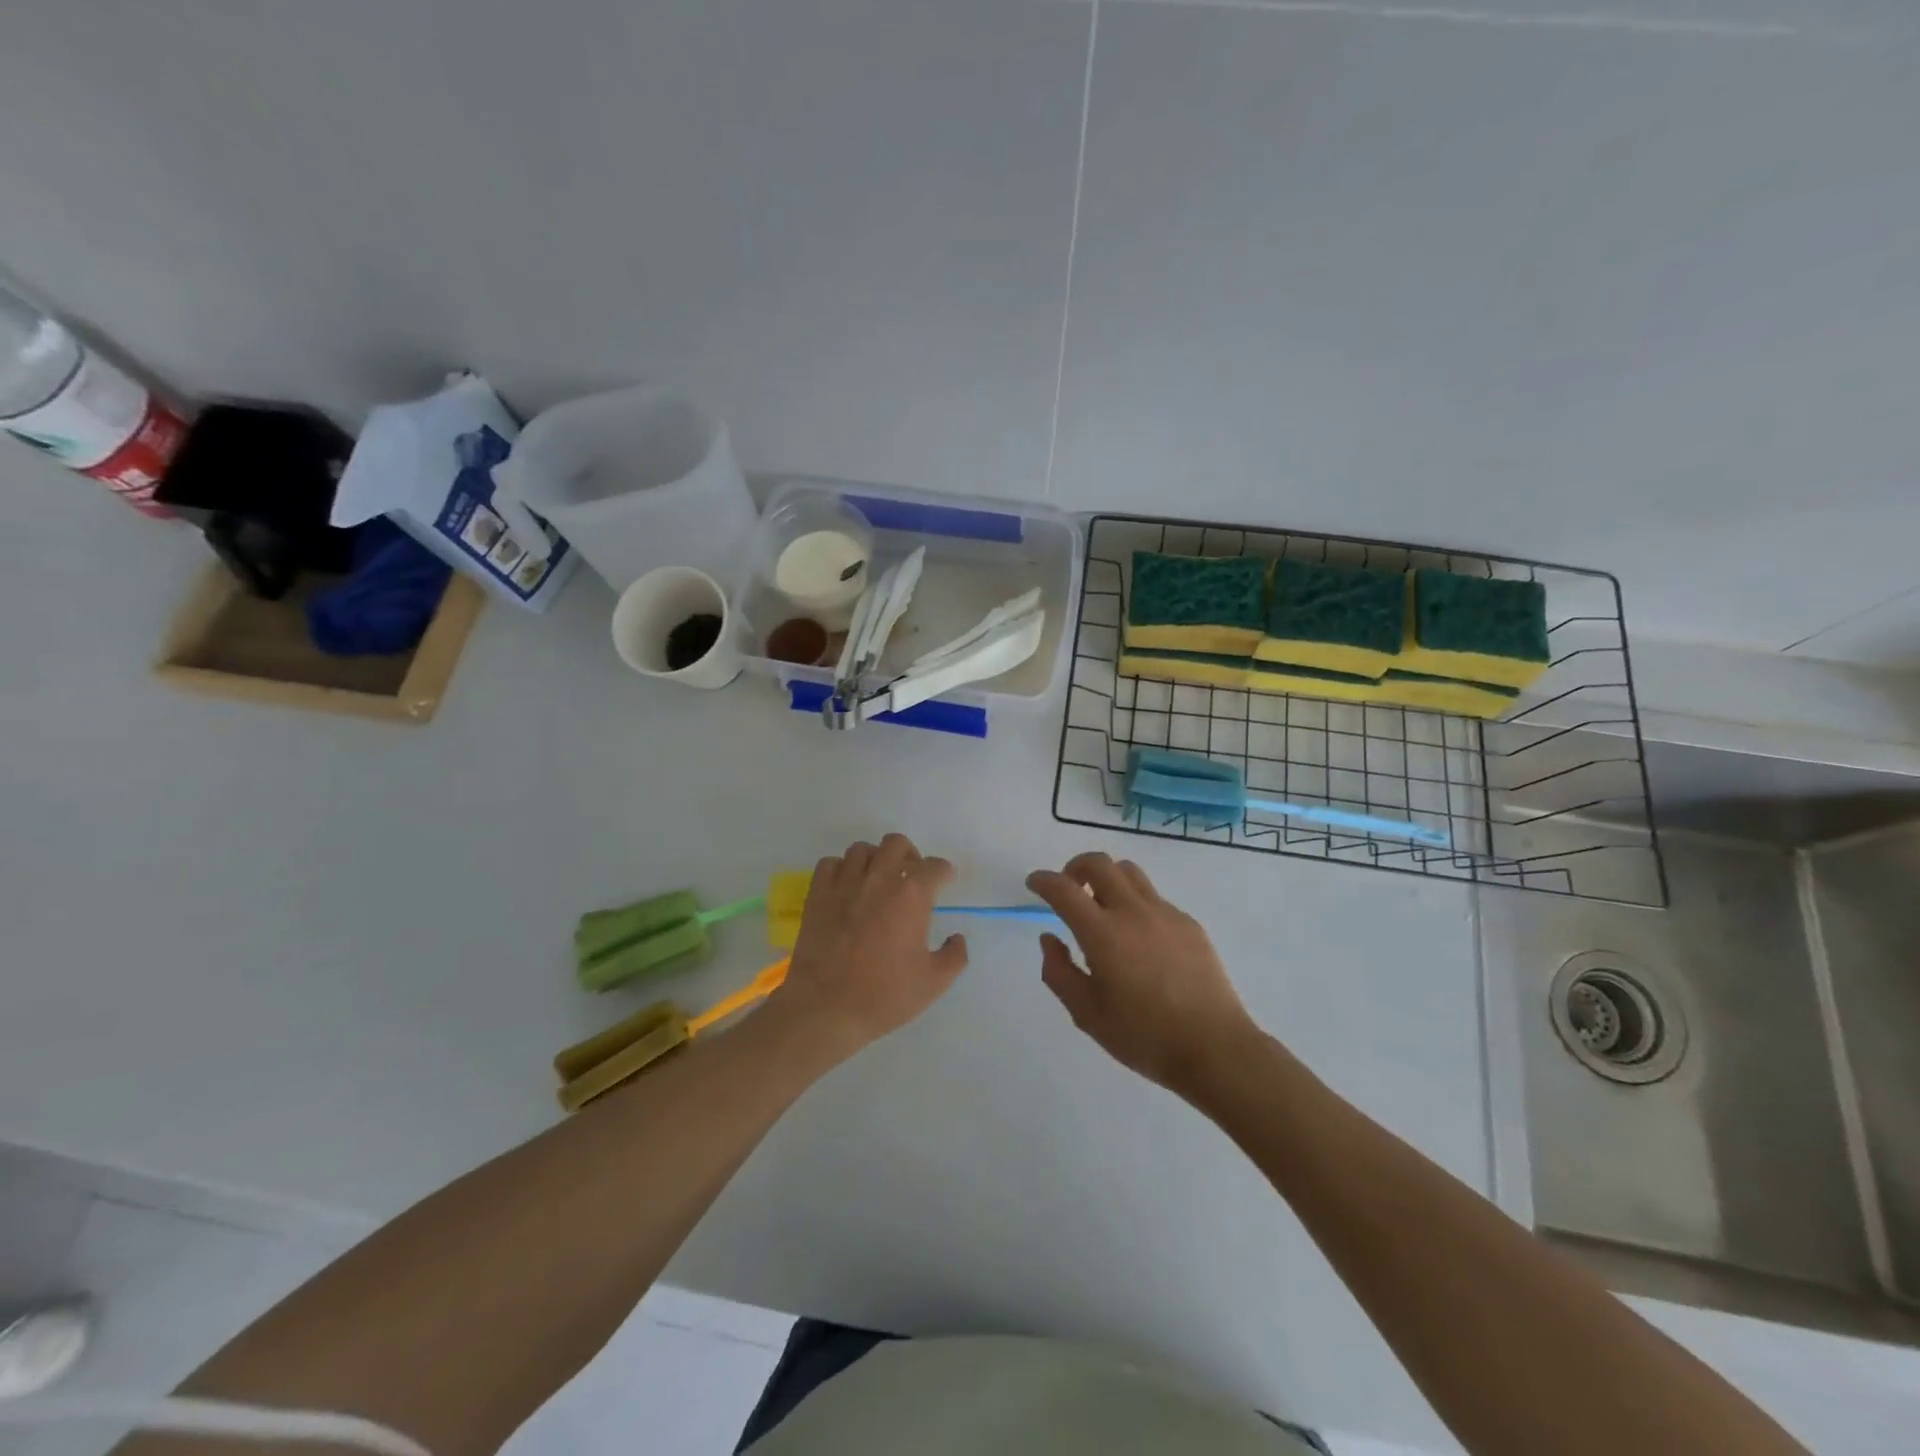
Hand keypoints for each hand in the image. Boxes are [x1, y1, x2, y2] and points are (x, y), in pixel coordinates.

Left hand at [773, 833, 968, 1054]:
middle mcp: (879, 878)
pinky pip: (830, 864)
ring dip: (875, 860)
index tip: (944, 883)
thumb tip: (957, 938)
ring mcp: (845, 883)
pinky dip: (842, 870)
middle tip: (911, 877)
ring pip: (862, 849)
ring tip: (877, 881)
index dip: (944, 873)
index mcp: (911, 895)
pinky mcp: (817, 894)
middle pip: (896, 844)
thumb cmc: (884, 995)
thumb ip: (955, 955)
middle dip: (909, 855)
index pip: (935, 867)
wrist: (826, 1008)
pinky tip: (847, 889)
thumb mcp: (934, 982)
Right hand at [1026, 852, 1258, 1096]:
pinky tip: (1138, 938)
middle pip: (1099, 863)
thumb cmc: (1144, 1037)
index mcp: (1102, 934)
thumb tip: (1050, 939)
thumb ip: (1059, 972)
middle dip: (1074, 867)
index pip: (1063, 889)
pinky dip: (1134, 902)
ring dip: (1107, 878)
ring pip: (1129, 872)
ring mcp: (1165, 914)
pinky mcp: (1189, 924)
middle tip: (1068, 890)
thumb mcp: (1087, 1014)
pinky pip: (1153, 897)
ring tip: (1102, 907)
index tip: (1034, 884)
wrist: (1215, 1048)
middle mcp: (1132, 912)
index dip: (1043, 881)